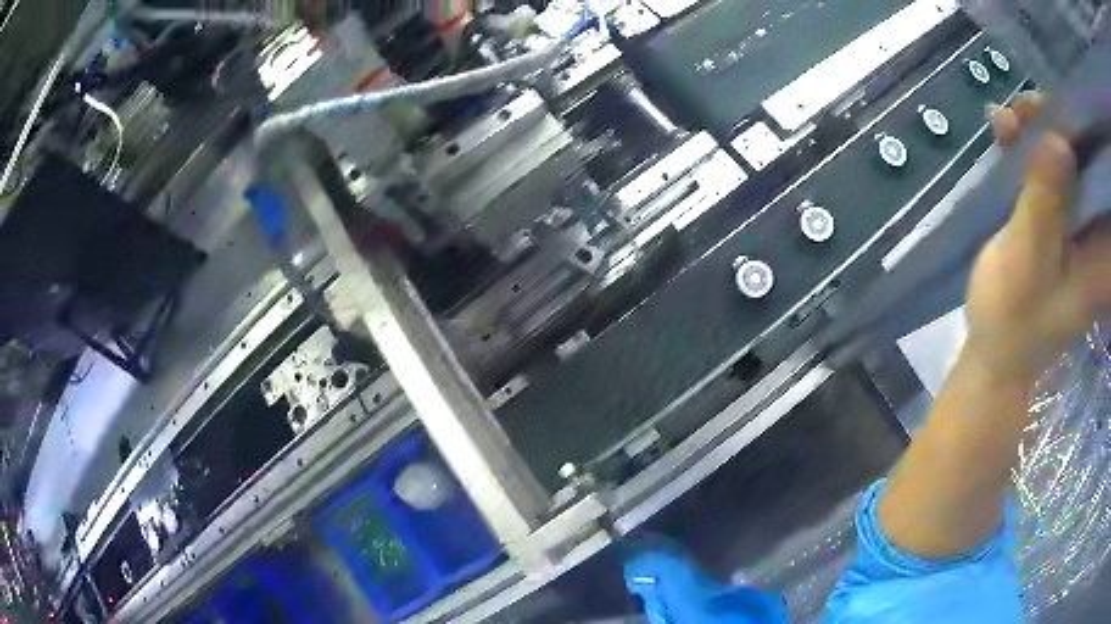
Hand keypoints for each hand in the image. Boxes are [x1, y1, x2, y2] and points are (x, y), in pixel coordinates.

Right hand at [966, 95, 1110, 381]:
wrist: (996, 348)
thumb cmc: (1011, 319)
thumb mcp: (1025, 262)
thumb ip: (1044, 205)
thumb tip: (1058, 141)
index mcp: (1103, 256)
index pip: (1104, 184)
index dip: (1087, 138)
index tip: (1061, 112)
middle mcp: (1098, 236)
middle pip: (1089, 161)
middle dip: (1060, 125)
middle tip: (1026, 110)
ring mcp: (1082, 225)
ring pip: (1071, 157)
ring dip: (1041, 130)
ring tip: (1010, 120)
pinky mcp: (1063, 216)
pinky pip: (1053, 167)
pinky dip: (1030, 144)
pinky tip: (1006, 131)